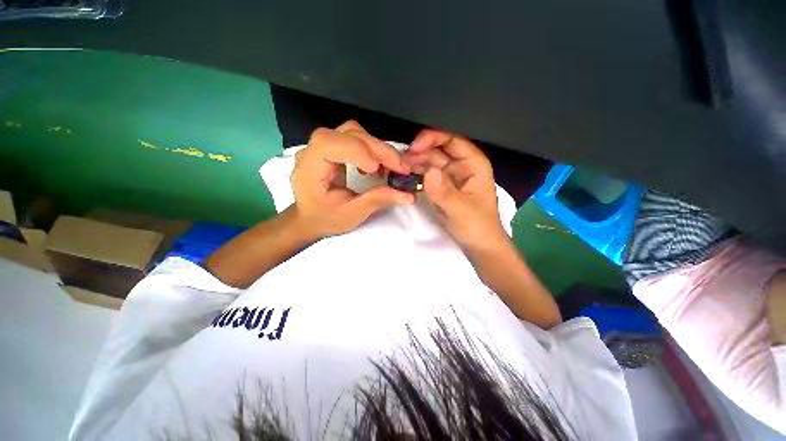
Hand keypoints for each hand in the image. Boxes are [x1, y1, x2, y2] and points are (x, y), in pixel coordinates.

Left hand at [291, 120, 414, 238]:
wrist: (310, 217)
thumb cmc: (325, 219)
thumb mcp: (351, 215)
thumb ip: (376, 201)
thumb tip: (407, 195)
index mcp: (310, 168)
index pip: (329, 143)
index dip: (357, 150)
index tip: (377, 170)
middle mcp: (313, 150)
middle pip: (348, 133)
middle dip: (378, 149)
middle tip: (401, 168)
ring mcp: (324, 146)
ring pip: (354, 132)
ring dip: (377, 148)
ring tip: (390, 167)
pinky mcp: (334, 147)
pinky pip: (355, 138)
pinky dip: (371, 149)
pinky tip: (376, 167)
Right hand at [405, 129, 505, 247]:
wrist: (478, 245)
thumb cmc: (477, 226)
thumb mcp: (461, 210)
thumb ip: (444, 192)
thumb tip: (428, 172)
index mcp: (473, 164)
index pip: (452, 140)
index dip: (433, 139)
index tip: (414, 149)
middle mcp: (461, 166)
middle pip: (438, 150)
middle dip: (419, 153)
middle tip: (400, 162)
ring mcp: (450, 177)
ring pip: (430, 162)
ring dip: (415, 164)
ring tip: (398, 169)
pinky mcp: (441, 188)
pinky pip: (427, 176)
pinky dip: (416, 175)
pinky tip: (405, 177)